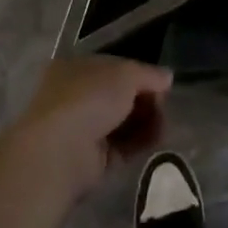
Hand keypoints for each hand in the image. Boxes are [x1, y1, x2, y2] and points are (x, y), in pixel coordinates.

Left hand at [7, 55, 172, 199]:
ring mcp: (82, 129)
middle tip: (163, 106)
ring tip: (164, 126)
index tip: (161, 83)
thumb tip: (167, 77)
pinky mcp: (92, 159)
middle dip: (145, 100)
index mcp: (76, 69)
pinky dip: (140, 143)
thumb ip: (149, 74)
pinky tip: (157, 141)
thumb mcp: (125, 74)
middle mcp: (76, 97)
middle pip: (121, 96)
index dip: (140, 74)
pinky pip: (122, 147)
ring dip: (146, 122)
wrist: (61, 151)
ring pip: (123, 122)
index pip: (115, 68)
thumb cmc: (89, 98)